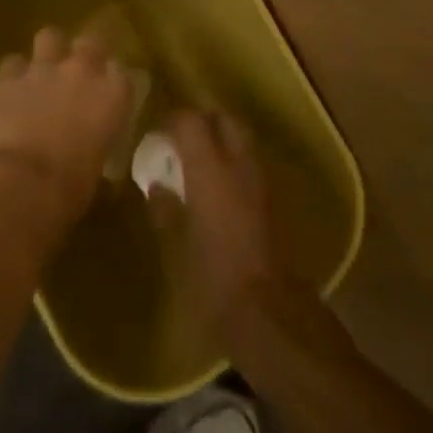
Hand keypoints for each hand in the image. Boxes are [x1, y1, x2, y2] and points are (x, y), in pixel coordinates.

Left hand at [0, 27, 131, 235]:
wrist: (22, 185)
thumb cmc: (70, 188)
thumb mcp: (99, 159)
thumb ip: (97, 134)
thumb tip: (88, 137)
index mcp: (114, 94)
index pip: (122, 73)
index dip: (113, 83)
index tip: (108, 95)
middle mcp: (83, 71)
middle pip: (91, 42)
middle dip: (86, 54)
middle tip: (78, 75)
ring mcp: (44, 69)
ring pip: (50, 36)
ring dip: (49, 51)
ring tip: (44, 71)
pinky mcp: (9, 76)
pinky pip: (13, 62)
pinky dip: (14, 74)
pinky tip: (13, 89)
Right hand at [155, 109, 293, 331]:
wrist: (268, 312)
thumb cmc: (212, 277)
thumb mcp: (175, 245)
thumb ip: (165, 208)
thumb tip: (157, 185)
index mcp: (209, 168)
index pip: (191, 121)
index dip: (172, 120)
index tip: (157, 134)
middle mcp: (239, 165)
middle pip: (225, 120)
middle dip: (204, 121)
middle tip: (182, 140)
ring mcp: (262, 182)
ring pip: (243, 141)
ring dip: (222, 141)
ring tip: (199, 164)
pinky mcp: (275, 202)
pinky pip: (252, 167)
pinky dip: (235, 165)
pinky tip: (219, 190)